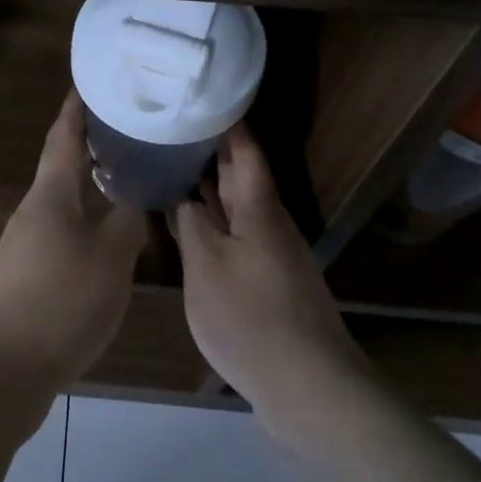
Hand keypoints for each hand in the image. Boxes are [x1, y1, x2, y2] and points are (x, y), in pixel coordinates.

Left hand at [0, 92, 148, 386]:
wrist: (1, 370)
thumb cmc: (59, 302)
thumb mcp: (109, 259)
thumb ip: (127, 223)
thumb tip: (134, 201)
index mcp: (50, 196)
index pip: (63, 137)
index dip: (76, 108)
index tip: (91, 81)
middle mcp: (33, 212)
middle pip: (63, 168)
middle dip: (92, 146)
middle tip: (130, 130)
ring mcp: (25, 246)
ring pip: (64, 203)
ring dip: (91, 187)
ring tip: (128, 179)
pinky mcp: (27, 277)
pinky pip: (63, 234)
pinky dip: (87, 223)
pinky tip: (109, 239)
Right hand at [172, 125, 368, 413]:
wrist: (306, 383)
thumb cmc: (250, 316)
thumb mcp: (207, 265)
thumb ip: (192, 224)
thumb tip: (183, 196)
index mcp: (259, 209)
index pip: (245, 151)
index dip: (227, 124)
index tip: (204, 98)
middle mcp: (270, 224)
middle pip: (243, 177)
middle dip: (213, 152)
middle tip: (174, 130)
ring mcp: (272, 255)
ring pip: (239, 209)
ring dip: (211, 189)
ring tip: (174, 170)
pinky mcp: (269, 282)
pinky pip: (237, 237)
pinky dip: (214, 224)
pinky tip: (191, 229)